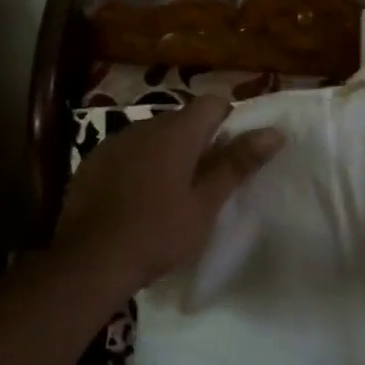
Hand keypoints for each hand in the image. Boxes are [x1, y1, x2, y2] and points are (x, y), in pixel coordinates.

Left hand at [55, 96, 284, 294]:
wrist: (89, 261)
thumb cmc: (158, 233)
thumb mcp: (206, 204)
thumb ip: (237, 164)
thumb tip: (275, 132)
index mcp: (176, 132)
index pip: (212, 103)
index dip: (229, 122)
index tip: (233, 154)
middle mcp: (143, 127)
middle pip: (181, 120)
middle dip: (199, 141)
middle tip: (207, 180)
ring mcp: (113, 143)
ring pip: (152, 136)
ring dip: (167, 153)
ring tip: (172, 192)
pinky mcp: (92, 162)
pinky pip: (126, 152)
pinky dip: (139, 165)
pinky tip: (137, 198)